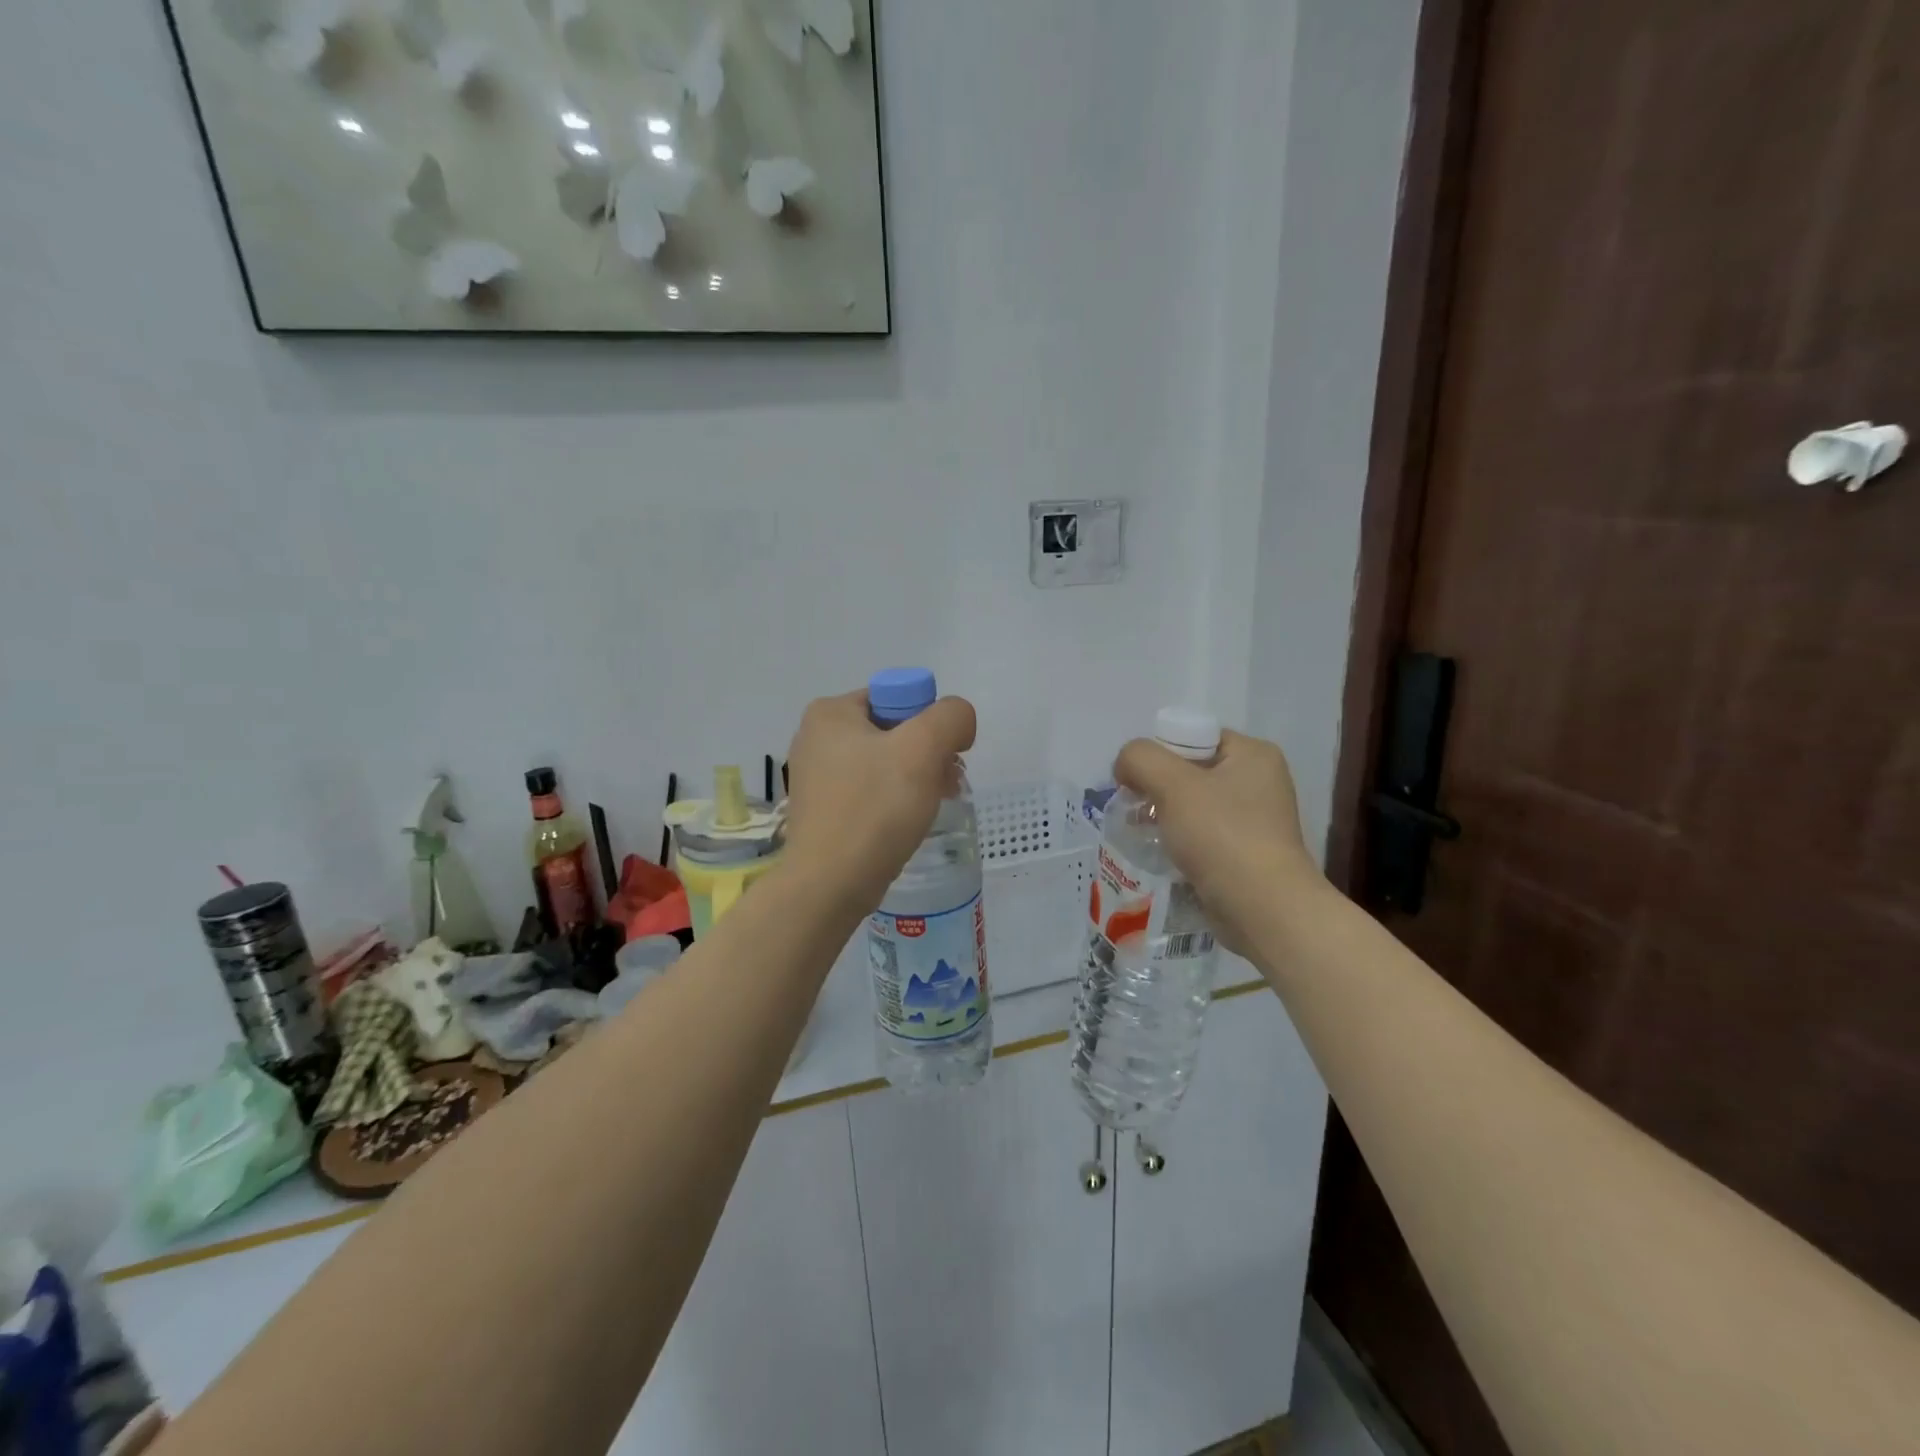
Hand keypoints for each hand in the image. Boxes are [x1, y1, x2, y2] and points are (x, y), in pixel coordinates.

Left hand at [784, 689, 977, 908]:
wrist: (830, 884)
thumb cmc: (874, 809)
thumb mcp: (923, 748)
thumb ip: (951, 717)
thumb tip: (958, 721)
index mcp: (830, 712)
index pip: (897, 698)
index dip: (930, 723)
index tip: (944, 757)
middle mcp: (816, 738)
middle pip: (893, 731)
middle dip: (928, 754)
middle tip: (948, 782)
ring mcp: (817, 776)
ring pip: (884, 764)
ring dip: (917, 778)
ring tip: (934, 803)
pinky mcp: (823, 810)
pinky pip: (870, 792)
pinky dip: (894, 801)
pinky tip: (910, 822)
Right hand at [1113, 729, 1321, 953]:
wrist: (1263, 909)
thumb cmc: (1222, 836)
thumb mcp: (1172, 784)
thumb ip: (1140, 759)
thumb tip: (1125, 766)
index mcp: (1253, 754)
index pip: (1194, 737)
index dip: (1159, 753)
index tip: (1136, 781)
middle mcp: (1260, 782)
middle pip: (1191, 772)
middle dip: (1156, 788)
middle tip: (1133, 808)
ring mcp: (1256, 820)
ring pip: (1194, 806)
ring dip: (1163, 816)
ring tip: (1140, 833)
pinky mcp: (1247, 854)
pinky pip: (1203, 836)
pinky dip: (1179, 842)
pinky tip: (1161, 855)